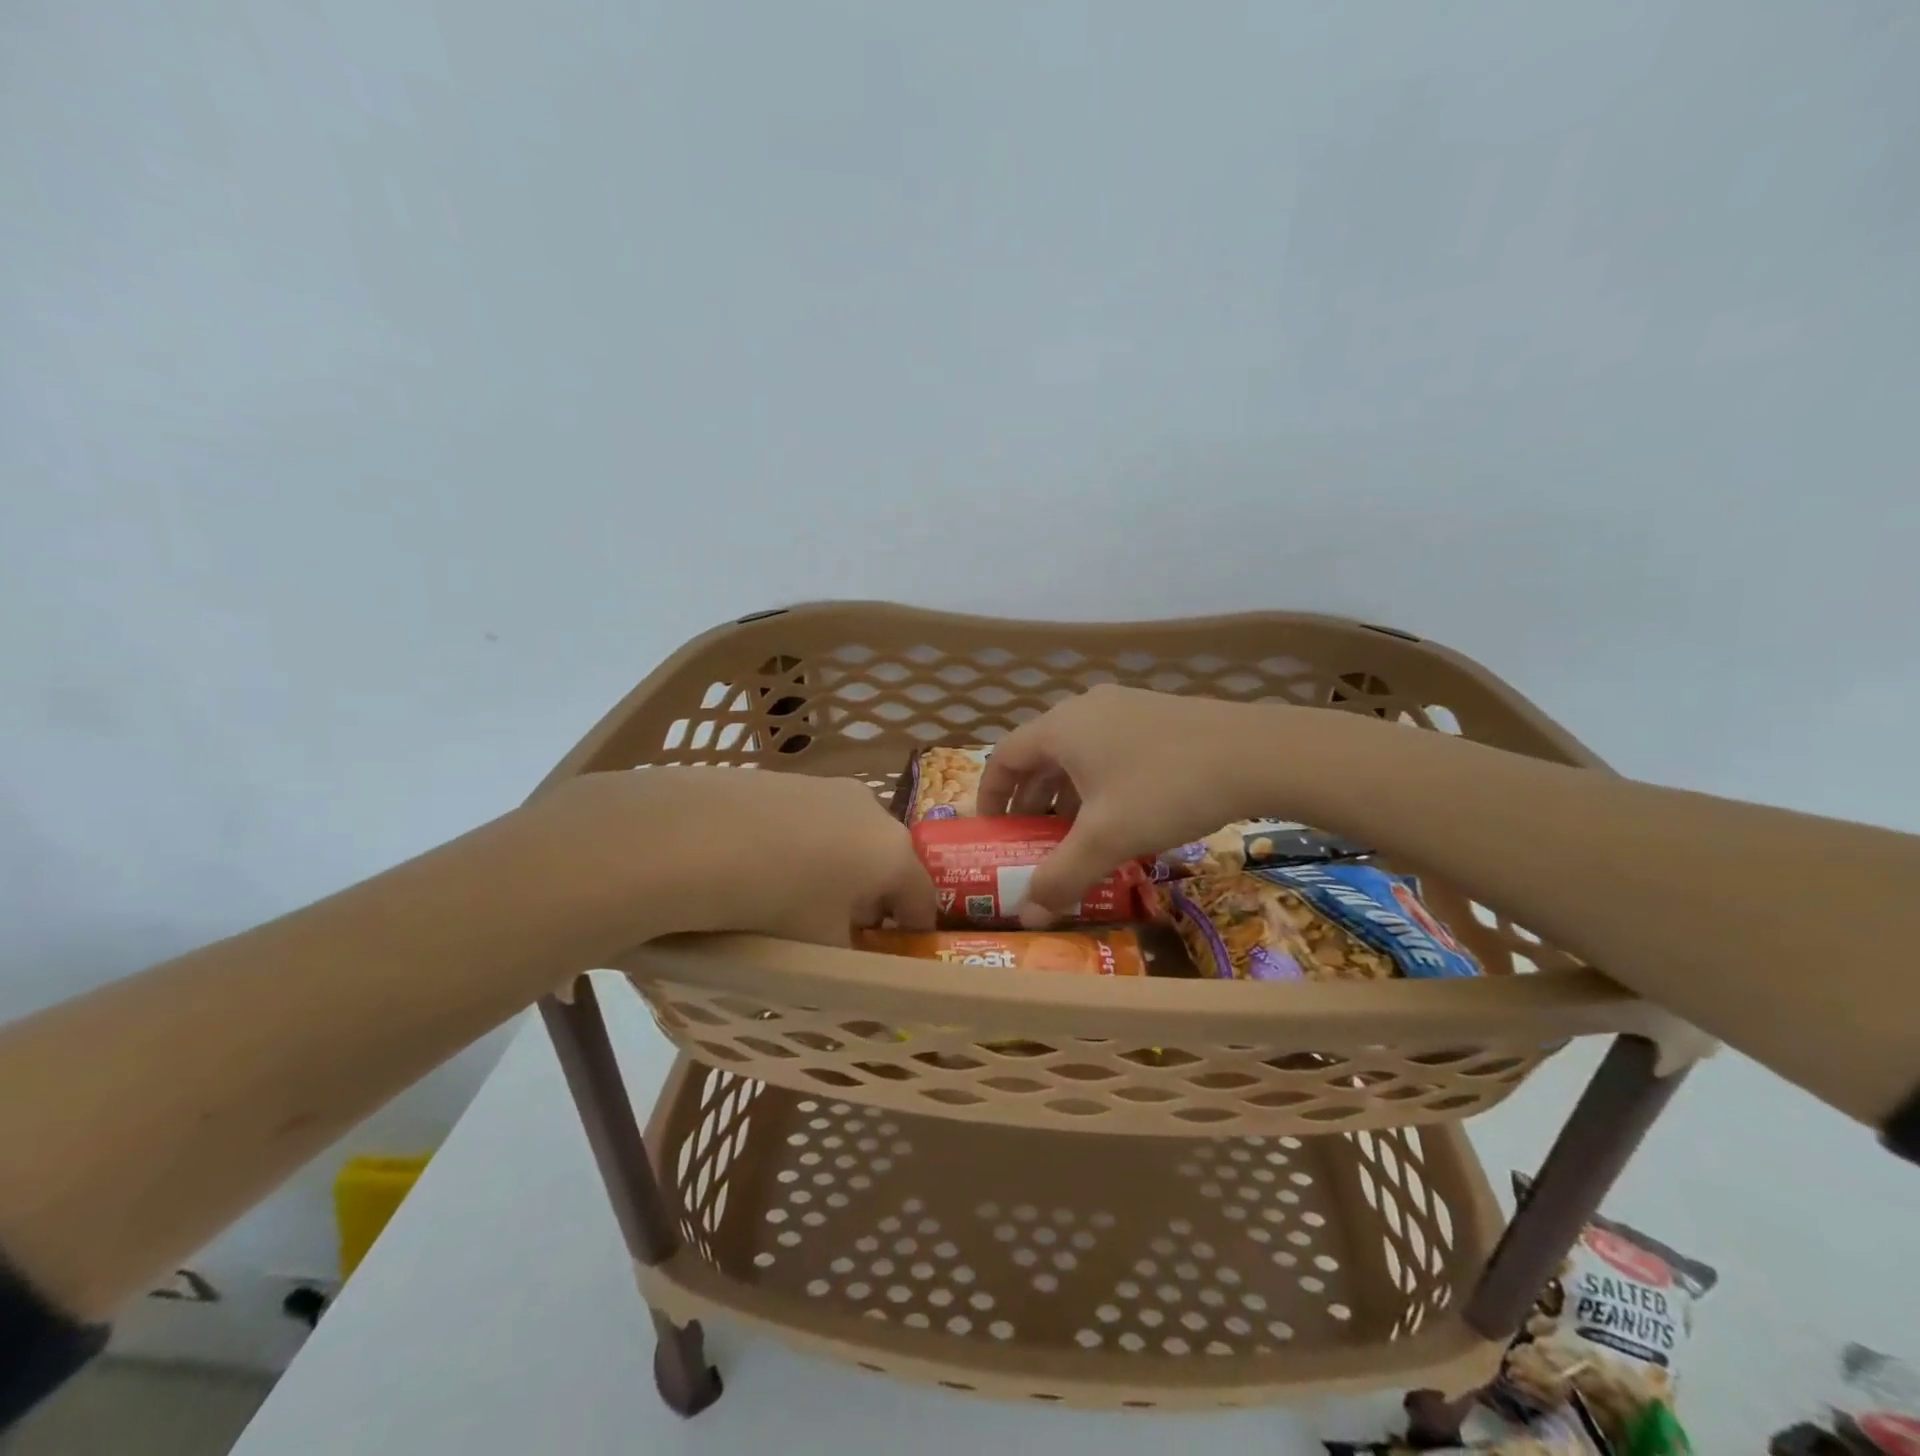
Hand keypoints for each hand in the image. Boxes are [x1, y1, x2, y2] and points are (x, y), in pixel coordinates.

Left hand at [541, 768, 935, 945]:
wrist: (690, 838)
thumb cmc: (774, 903)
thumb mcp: (819, 951)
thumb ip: (848, 963)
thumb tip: (850, 968)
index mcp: (893, 852)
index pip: (923, 895)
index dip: (915, 930)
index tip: (899, 953)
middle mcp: (870, 809)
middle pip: (886, 860)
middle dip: (872, 896)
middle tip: (843, 930)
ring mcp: (826, 787)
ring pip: (847, 835)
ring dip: (837, 867)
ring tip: (797, 897)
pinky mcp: (785, 777)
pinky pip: (809, 819)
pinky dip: (801, 844)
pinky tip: (763, 865)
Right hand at [976, 685, 1293, 923]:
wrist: (1257, 752)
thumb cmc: (1166, 789)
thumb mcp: (1108, 838)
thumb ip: (1062, 876)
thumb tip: (1027, 915)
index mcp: (1061, 728)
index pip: (1004, 757)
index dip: (991, 795)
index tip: (993, 830)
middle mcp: (1085, 710)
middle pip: (1040, 756)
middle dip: (1031, 803)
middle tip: (1033, 843)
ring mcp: (1123, 708)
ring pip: (1078, 755)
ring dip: (1067, 796)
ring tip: (1076, 837)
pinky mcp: (1155, 716)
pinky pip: (1109, 751)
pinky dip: (1099, 785)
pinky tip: (1122, 817)